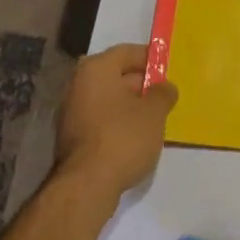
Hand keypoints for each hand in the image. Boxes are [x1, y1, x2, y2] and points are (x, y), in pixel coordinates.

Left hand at [53, 44, 177, 205]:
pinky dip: (117, 124)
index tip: (168, 71)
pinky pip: (100, 120)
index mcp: (96, 68)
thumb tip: (164, 88)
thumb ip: (163, 93)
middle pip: (115, 75)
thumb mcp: (154, 112)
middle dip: (141, 85)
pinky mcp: (71, 138)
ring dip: (129, 106)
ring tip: (154, 120)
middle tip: (164, 97)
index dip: (150, 59)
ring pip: (108, 100)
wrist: (86, 187)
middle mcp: (77, 84)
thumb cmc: (123, 137)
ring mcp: (71, 113)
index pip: (127, 52)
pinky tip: (135, 139)